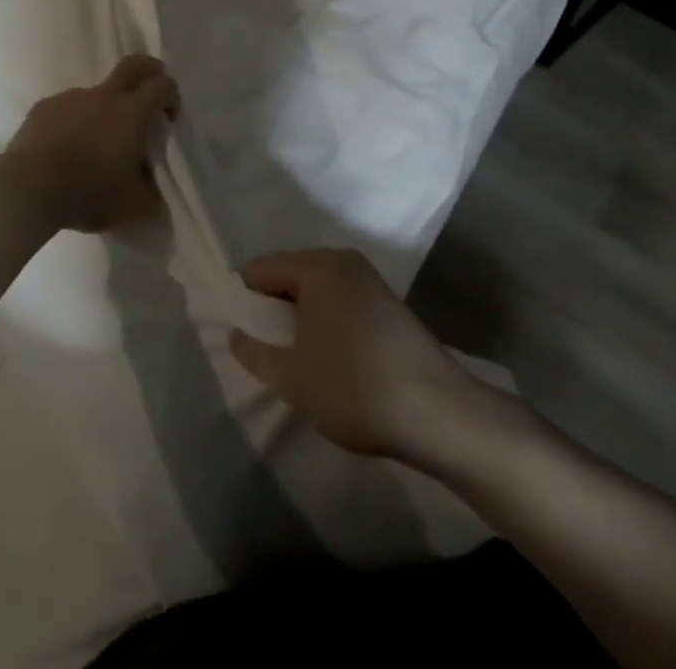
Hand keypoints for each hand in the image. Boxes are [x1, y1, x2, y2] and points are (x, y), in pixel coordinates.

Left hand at [1, 55, 177, 234]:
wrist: (28, 189)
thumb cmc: (88, 193)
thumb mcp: (133, 207)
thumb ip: (153, 196)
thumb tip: (157, 194)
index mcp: (131, 112)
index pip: (163, 85)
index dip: (172, 97)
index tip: (168, 120)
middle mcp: (103, 96)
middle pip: (134, 65)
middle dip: (150, 72)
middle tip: (149, 98)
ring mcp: (70, 98)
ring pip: (96, 93)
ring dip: (104, 110)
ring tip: (96, 147)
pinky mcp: (43, 107)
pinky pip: (67, 109)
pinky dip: (74, 123)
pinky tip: (66, 150)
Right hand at [228, 249, 495, 462]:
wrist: (440, 414)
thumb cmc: (355, 387)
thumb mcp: (292, 377)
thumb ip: (255, 353)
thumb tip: (235, 334)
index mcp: (317, 266)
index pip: (260, 269)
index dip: (242, 300)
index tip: (238, 334)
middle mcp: (343, 261)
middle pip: (289, 275)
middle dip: (272, 310)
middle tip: (263, 350)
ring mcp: (369, 281)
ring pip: (316, 291)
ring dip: (299, 319)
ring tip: (293, 359)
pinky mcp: (388, 304)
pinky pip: (339, 302)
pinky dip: (325, 323)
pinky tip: (327, 359)